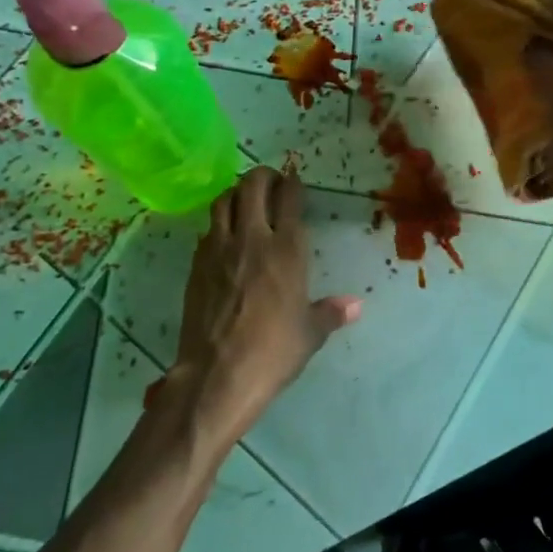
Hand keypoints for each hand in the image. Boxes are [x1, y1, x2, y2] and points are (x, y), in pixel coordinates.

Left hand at [169, 167, 361, 446]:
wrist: (217, 375)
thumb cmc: (272, 353)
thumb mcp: (310, 334)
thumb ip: (331, 312)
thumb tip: (356, 305)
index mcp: (286, 249)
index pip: (289, 198)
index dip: (293, 183)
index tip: (294, 180)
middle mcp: (251, 238)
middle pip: (252, 186)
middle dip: (263, 176)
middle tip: (271, 183)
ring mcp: (219, 249)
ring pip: (223, 200)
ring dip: (236, 193)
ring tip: (246, 202)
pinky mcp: (196, 264)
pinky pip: (207, 229)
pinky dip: (218, 223)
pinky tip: (225, 237)